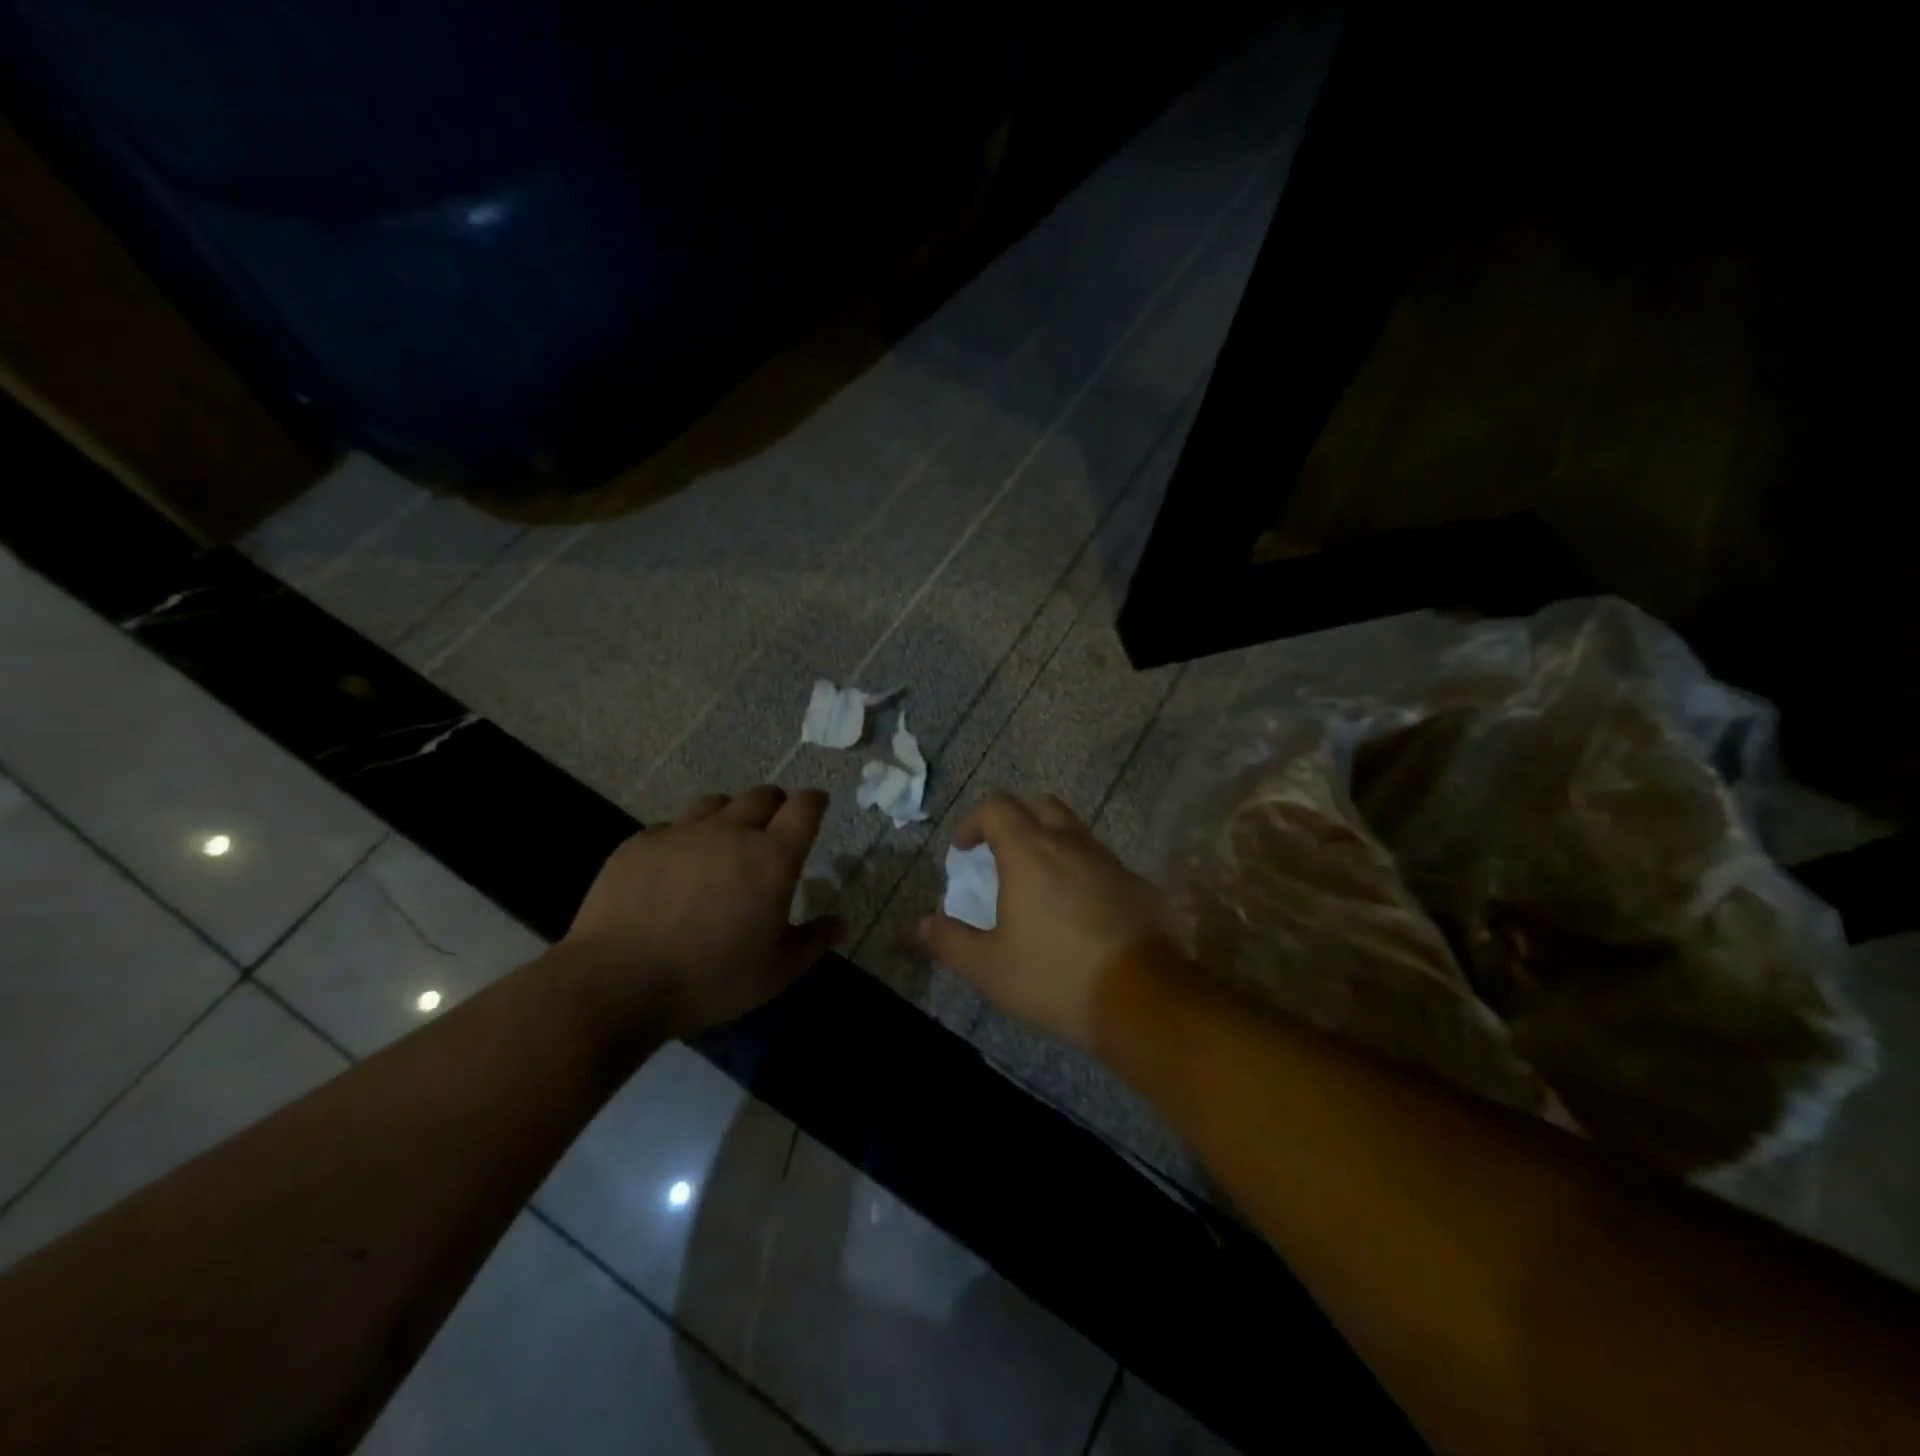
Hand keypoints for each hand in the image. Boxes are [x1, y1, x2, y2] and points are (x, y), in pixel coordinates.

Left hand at [562, 786, 842, 1038]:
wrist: (616, 982)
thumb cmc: (709, 980)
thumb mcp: (774, 973)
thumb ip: (812, 942)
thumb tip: (840, 924)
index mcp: (772, 859)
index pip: (804, 807)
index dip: (814, 802)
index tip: (816, 807)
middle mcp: (731, 832)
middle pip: (762, 795)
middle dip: (776, 805)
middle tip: (773, 831)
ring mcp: (681, 832)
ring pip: (716, 803)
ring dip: (730, 815)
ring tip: (724, 842)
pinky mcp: (640, 843)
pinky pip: (671, 826)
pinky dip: (684, 838)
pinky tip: (676, 867)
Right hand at [920, 793, 1170, 1050]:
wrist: (1142, 999)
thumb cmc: (1054, 977)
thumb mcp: (988, 968)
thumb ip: (950, 941)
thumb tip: (924, 923)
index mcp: (1029, 852)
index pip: (996, 807)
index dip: (972, 821)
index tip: (962, 850)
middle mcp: (1070, 844)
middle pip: (1039, 804)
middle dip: (1013, 818)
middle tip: (999, 851)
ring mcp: (1108, 861)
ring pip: (1074, 830)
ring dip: (1049, 841)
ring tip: (1037, 882)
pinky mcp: (1137, 884)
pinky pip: (1100, 861)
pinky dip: (1080, 869)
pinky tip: (1077, 909)